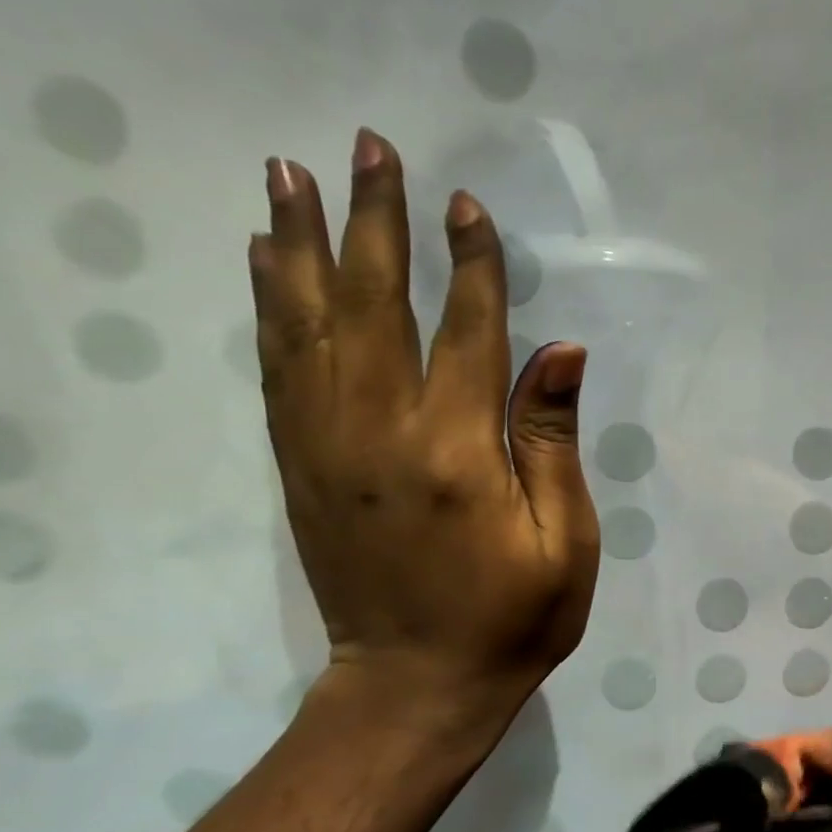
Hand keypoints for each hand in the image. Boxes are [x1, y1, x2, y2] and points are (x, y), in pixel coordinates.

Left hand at [249, 130, 597, 731]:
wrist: (417, 684)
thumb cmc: (515, 618)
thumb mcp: (567, 540)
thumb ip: (552, 441)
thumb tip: (560, 350)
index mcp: (457, 451)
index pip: (466, 330)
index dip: (472, 264)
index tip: (468, 205)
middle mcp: (381, 431)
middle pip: (374, 304)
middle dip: (376, 221)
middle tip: (370, 147)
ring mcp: (328, 446)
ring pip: (307, 323)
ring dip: (301, 242)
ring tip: (290, 173)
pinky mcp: (300, 466)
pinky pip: (278, 369)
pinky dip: (268, 307)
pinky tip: (265, 263)